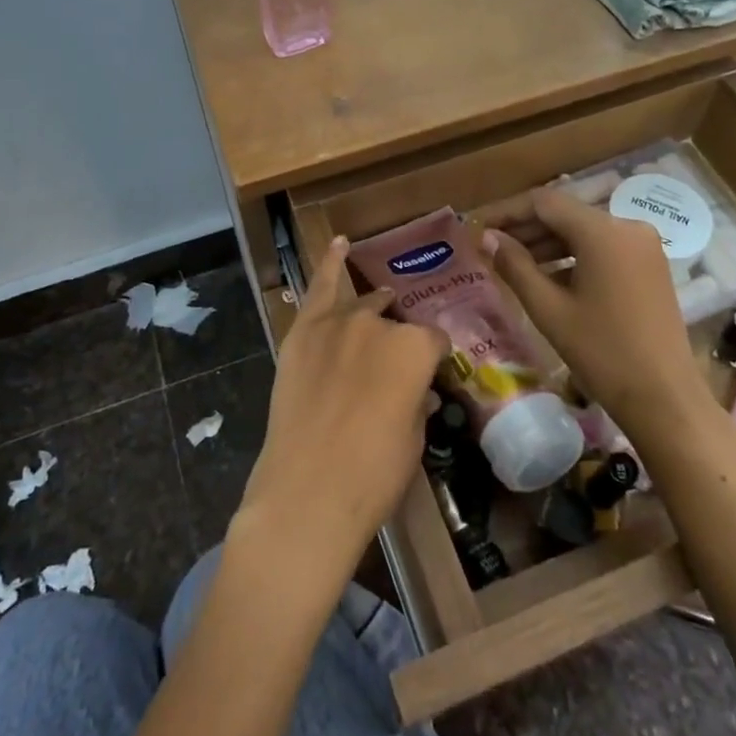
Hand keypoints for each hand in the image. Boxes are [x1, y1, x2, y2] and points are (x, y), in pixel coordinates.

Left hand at [235, 237, 448, 586]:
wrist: (307, 492)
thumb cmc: (373, 474)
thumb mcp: (413, 438)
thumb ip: (417, 399)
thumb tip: (417, 388)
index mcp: (414, 348)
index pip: (433, 341)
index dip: (433, 361)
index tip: (431, 377)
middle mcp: (378, 324)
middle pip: (395, 323)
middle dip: (400, 342)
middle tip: (395, 370)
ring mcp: (336, 323)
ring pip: (362, 303)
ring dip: (374, 304)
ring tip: (382, 298)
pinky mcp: (302, 332)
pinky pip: (319, 287)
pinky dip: (330, 264)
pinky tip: (340, 244)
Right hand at [482, 188, 703, 442]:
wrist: (665, 399)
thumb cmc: (602, 353)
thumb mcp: (549, 309)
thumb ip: (515, 265)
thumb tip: (487, 238)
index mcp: (603, 231)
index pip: (544, 202)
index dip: (507, 211)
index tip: (477, 226)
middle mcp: (627, 226)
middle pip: (566, 214)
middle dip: (526, 228)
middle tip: (489, 245)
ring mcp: (643, 246)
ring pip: (584, 231)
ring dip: (548, 243)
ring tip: (512, 262)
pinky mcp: (650, 265)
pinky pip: (603, 247)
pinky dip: (573, 256)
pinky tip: (548, 277)